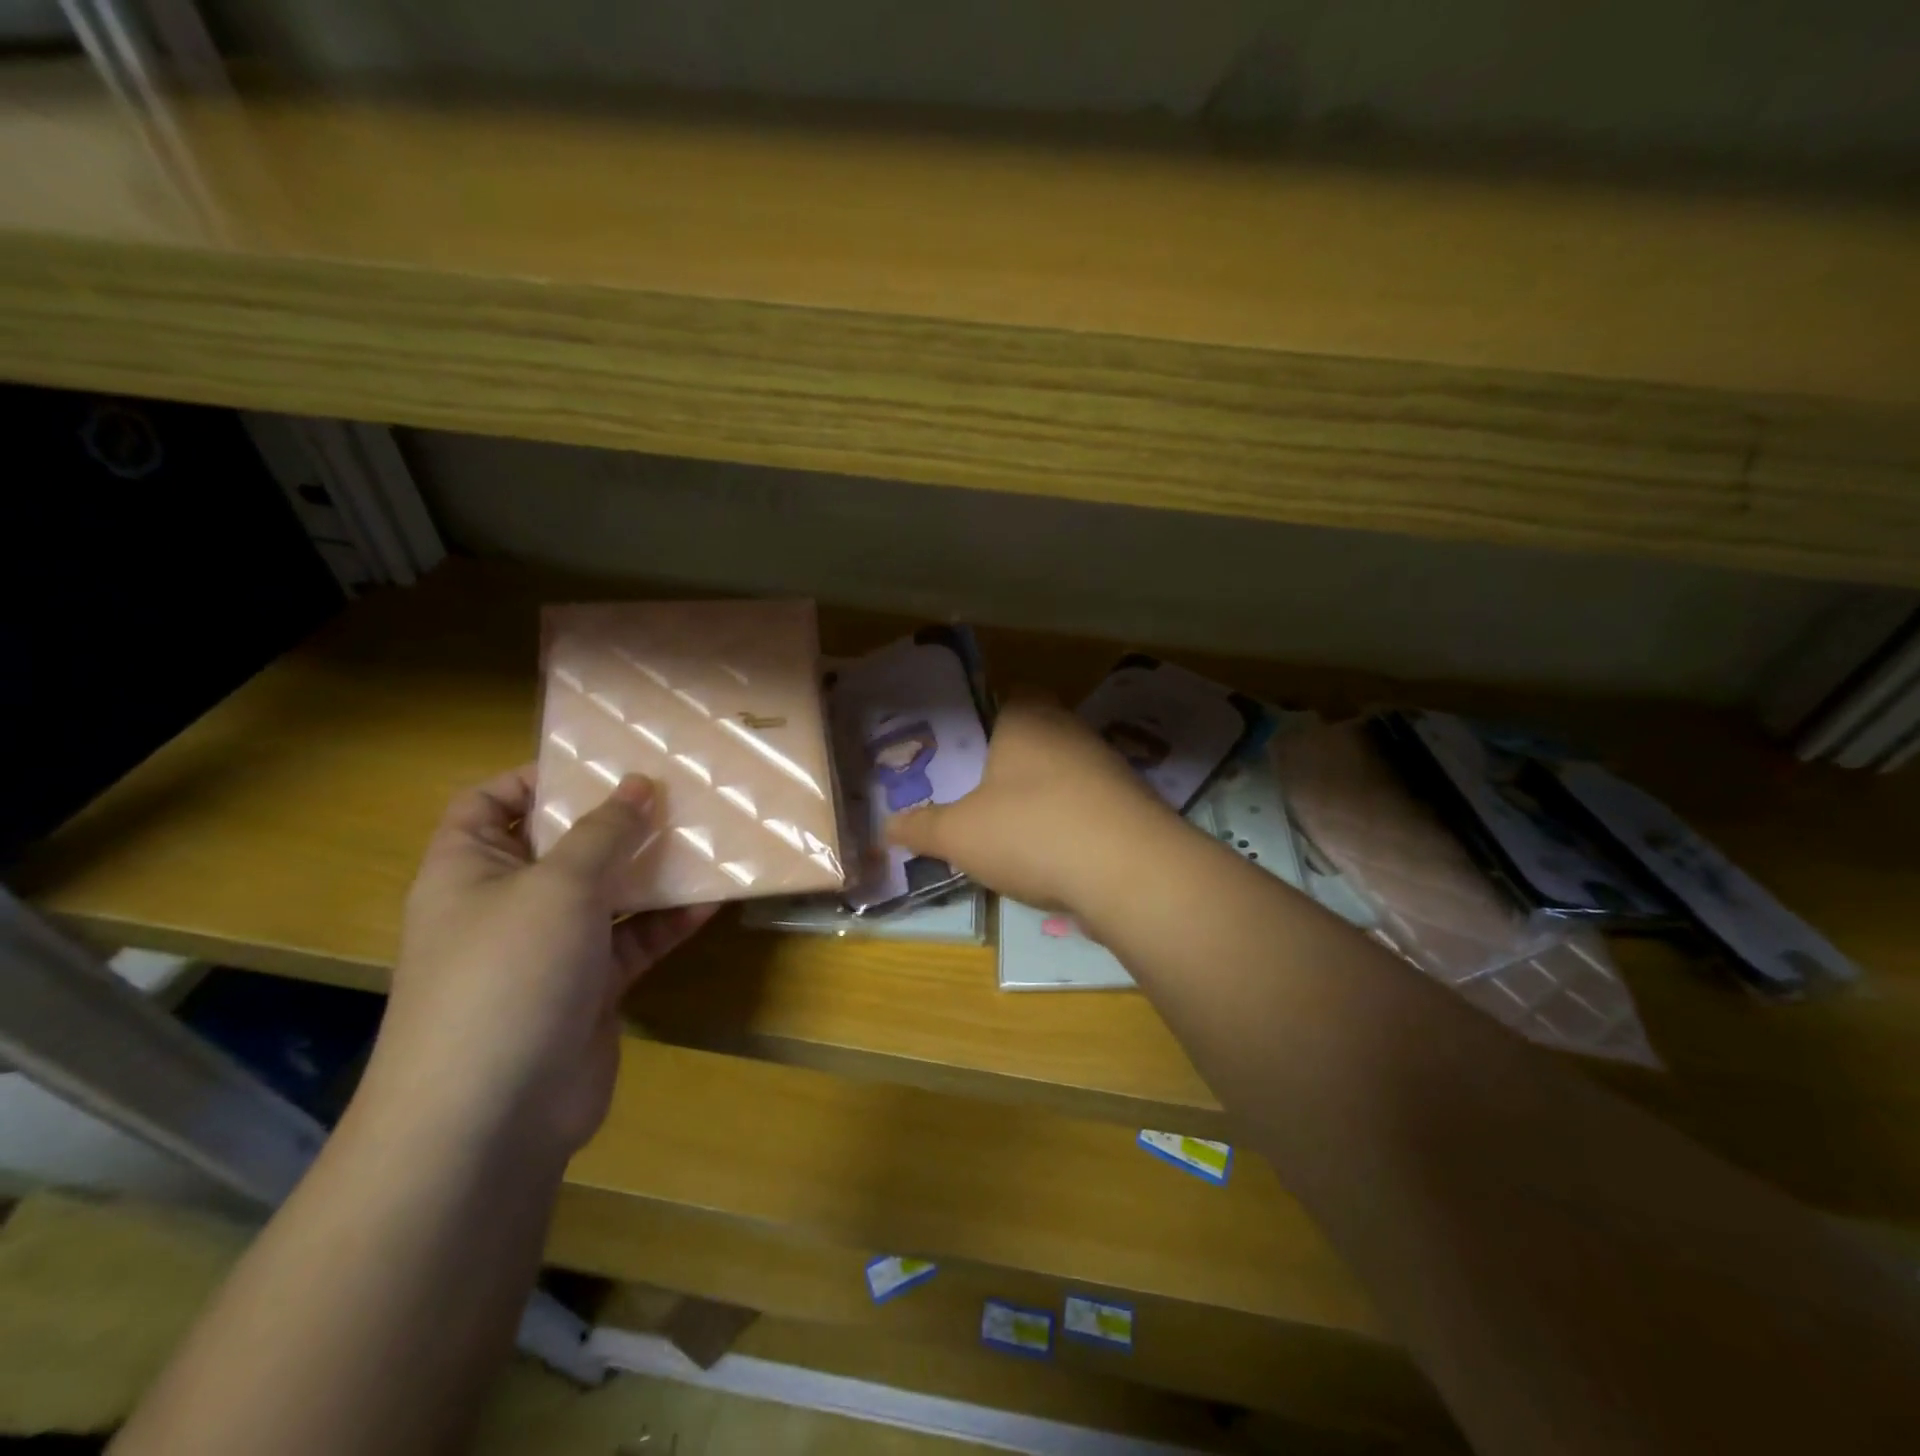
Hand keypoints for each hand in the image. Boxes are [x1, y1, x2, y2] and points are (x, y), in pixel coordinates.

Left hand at [367, 767, 715, 1156]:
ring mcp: (549, 948)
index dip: (535, 777)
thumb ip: (604, 831)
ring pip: (606, 893)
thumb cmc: (509, 975)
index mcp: (470, 869)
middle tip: (674, 792)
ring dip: (651, 869)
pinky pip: (632, 940)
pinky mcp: (589, 987)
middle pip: (562, 844)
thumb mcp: (559, 885)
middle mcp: (506, 903)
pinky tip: (713, 898)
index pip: (489, 803)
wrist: (493, 1117)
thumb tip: (638, 783)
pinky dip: (667, 920)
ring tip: (706, 836)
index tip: (601, 763)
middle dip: (614, 820)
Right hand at [886, 697, 1175, 912]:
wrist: (1128, 870)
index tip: (967, 751)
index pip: (1010, 695)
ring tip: (1013, 832)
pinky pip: (1089, 805)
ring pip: (1064, 772)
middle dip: (1011, 763)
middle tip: (980, 795)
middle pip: (1037, 735)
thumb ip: (923, 827)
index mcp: (1027, 718)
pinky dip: (1071, 824)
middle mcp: (1071, 731)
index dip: (988, 718)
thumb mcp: (960, 834)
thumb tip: (889, 826)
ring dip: (1043, 796)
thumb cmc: (1030, 831)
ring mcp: (1108, 767)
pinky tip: (1055, 857)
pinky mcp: (1132, 805)